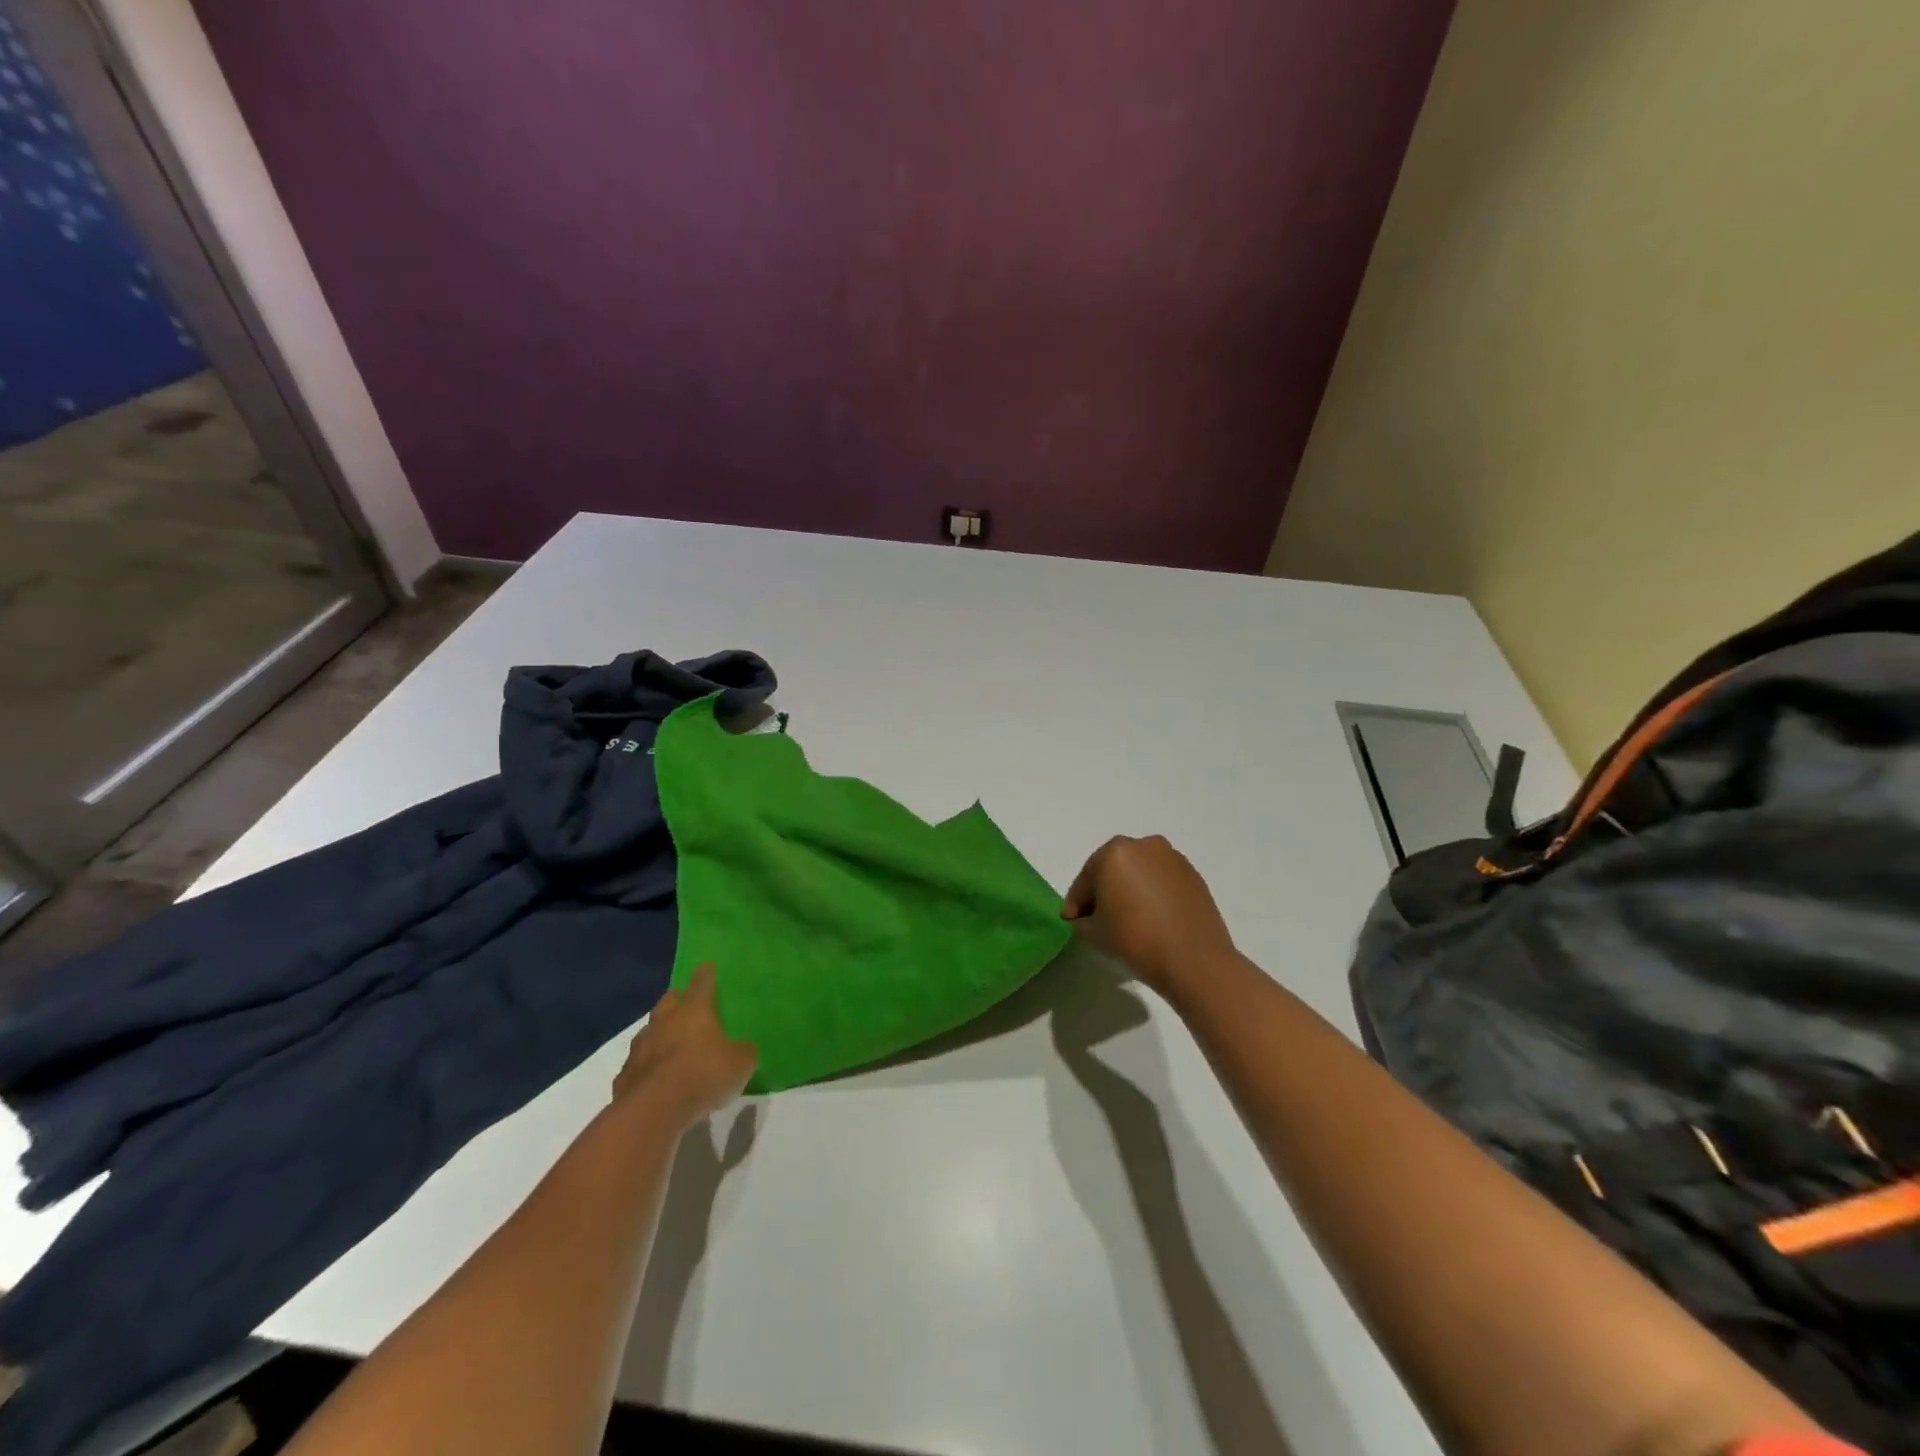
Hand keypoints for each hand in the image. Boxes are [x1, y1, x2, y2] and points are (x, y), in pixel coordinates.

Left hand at [614, 964, 757, 1128]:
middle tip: (685, 1002)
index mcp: (694, 1010)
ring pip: (650, 1032)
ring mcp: (640, 1048)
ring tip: (668, 1043)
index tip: (707, 966)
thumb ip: (743, 1051)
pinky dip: (646, 1067)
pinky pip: (638, 1065)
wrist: (654, 1111)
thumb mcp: (740, 1063)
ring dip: (659, 1034)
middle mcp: (664, 1021)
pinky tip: (654, 1078)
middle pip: (669, 1001)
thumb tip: (744, 1048)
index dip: (706, 975)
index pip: (702, 983)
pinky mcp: (624, 1076)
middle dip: (677, 999)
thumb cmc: (704, 1074)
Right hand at [1062, 836, 1236, 998]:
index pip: (1086, 879)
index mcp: (1114, 852)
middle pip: (1113, 869)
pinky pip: (1162, 881)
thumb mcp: (1092, 933)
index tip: (1072, 921)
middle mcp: (1144, 845)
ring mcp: (1172, 858)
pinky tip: (1152, 919)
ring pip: (1139, 873)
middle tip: (1097, 918)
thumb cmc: (1135, 940)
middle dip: (1103, 891)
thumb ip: (1081, 919)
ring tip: (1128, 919)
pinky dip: (1152, 894)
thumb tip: (1086, 916)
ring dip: (1130, 890)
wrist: (1194, 960)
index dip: (1076, 902)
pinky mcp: (1193, 875)